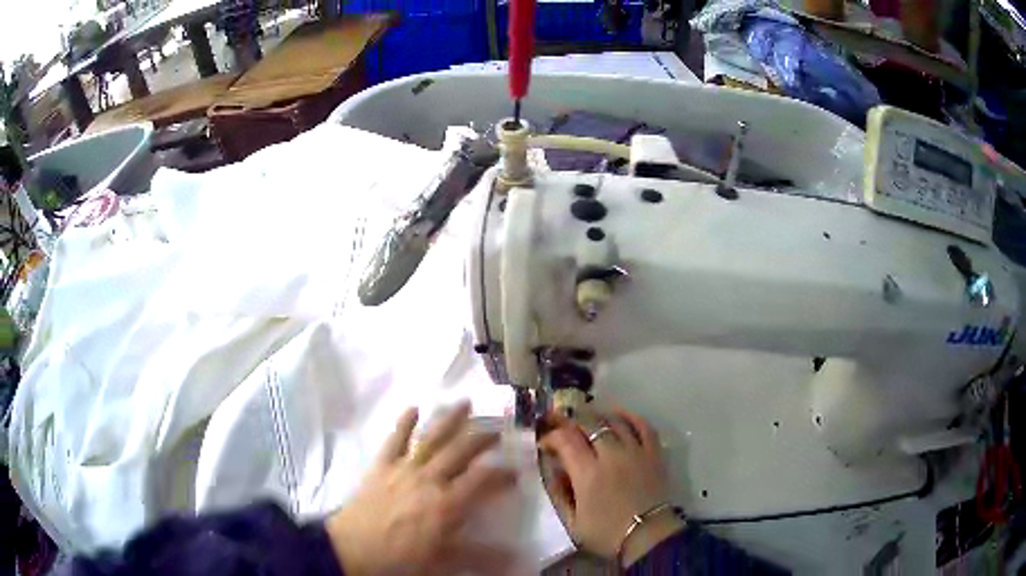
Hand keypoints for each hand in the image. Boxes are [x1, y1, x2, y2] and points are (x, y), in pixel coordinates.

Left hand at [325, 402, 517, 575]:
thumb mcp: (445, 561)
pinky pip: (394, 440)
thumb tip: (519, 558)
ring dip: (450, 419)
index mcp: (448, 503)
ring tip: (466, 402)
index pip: (484, 480)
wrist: (352, 550)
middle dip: (482, 437)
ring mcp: (403, 468)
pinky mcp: (381, 466)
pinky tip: (413, 408)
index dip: (503, 473)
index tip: (516, 471)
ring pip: (431, 438)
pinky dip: (404, 423)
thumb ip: (482, 556)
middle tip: (499, 427)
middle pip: (461, 451)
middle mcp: (429, 479)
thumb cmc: (401, 559)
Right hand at [540, 409, 684, 566]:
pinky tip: (618, 415)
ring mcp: (635, 451)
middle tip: (561, 425)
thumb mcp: (572, 522)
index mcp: (588, 473)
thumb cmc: (607, 533)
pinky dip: (630, 416)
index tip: (545, 443)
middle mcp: (611, 455)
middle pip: (589, 424)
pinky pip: (643, 425)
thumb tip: (553, 471)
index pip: (565, 440)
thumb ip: (559, 494)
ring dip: (597, 416)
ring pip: (614, 421)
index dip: (551, 436)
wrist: (648, 536)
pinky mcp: (654, 453)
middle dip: (570, 421)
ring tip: (586, 420)